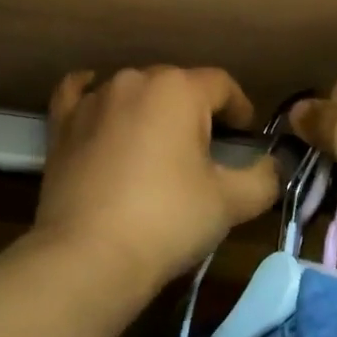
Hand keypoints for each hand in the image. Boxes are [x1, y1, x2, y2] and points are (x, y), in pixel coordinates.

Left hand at [34, 66, 281, 290]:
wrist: (89, 256)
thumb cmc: (168, 220)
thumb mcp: (230, 203)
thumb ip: (263, 177)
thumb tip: (273, 165)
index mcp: (179, 89)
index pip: (222, 85)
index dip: (240, 109)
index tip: (246, 137)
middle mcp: (134, 80)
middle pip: (177, 85)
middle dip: (196, 111)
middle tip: (206, 151)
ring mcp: (94, 99)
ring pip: (133, 91)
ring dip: (151, 110)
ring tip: (159, 146)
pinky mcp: (63, 123)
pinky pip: (78, 94)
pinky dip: (91, 94)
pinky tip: (96, 101)